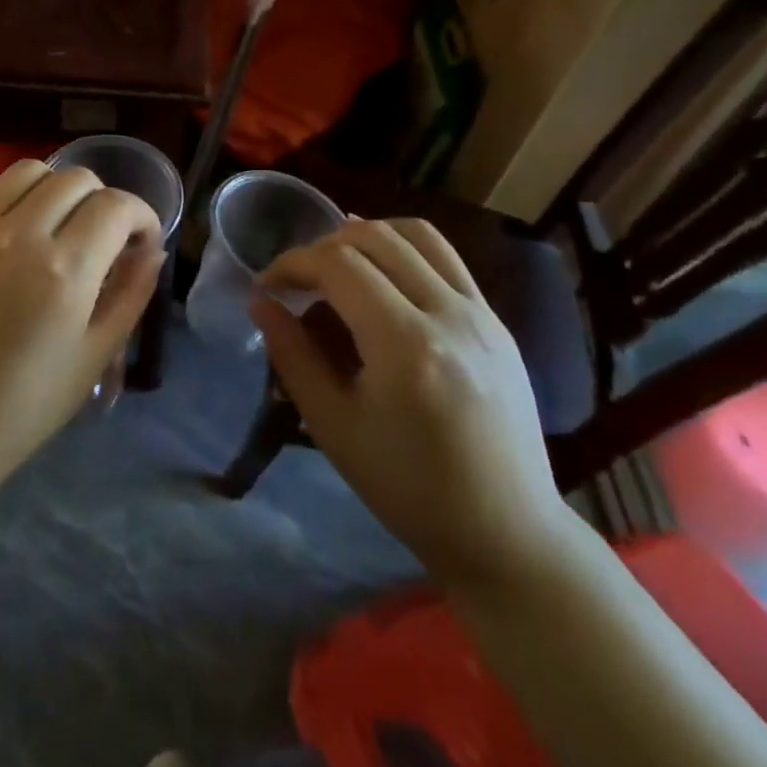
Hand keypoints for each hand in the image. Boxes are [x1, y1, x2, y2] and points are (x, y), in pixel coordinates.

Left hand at [0, 161, 162, 506]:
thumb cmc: (21, 409)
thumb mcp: (93, 358)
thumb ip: (130, 295)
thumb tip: (150, 251)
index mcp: (64, 270)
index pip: (116, 206)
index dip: (142, 215)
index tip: (142, 241)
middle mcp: (19, 234)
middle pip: (75, 178)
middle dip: (103, 200)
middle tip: (104, 239)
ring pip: (28, 170)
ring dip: (57, 187)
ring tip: (60, 224)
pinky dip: (12, 193)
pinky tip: (16, 224)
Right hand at [253, 218, 570, 593]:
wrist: (506, 532)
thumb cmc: (409, 488)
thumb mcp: (334, 427)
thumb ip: (292, 356)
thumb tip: (260, 302)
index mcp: (405, 344)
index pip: (337, 263)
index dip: (292, 263)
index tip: (267, 287)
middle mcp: (449, 313)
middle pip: (374, 236)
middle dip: (322, 246)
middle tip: (298, 281)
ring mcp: (481, 312)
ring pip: (415, 234)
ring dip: (366, 236)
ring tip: (338, 266)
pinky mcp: (496, 321)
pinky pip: (445, 258)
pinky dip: (403, 250)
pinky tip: (382, 281)